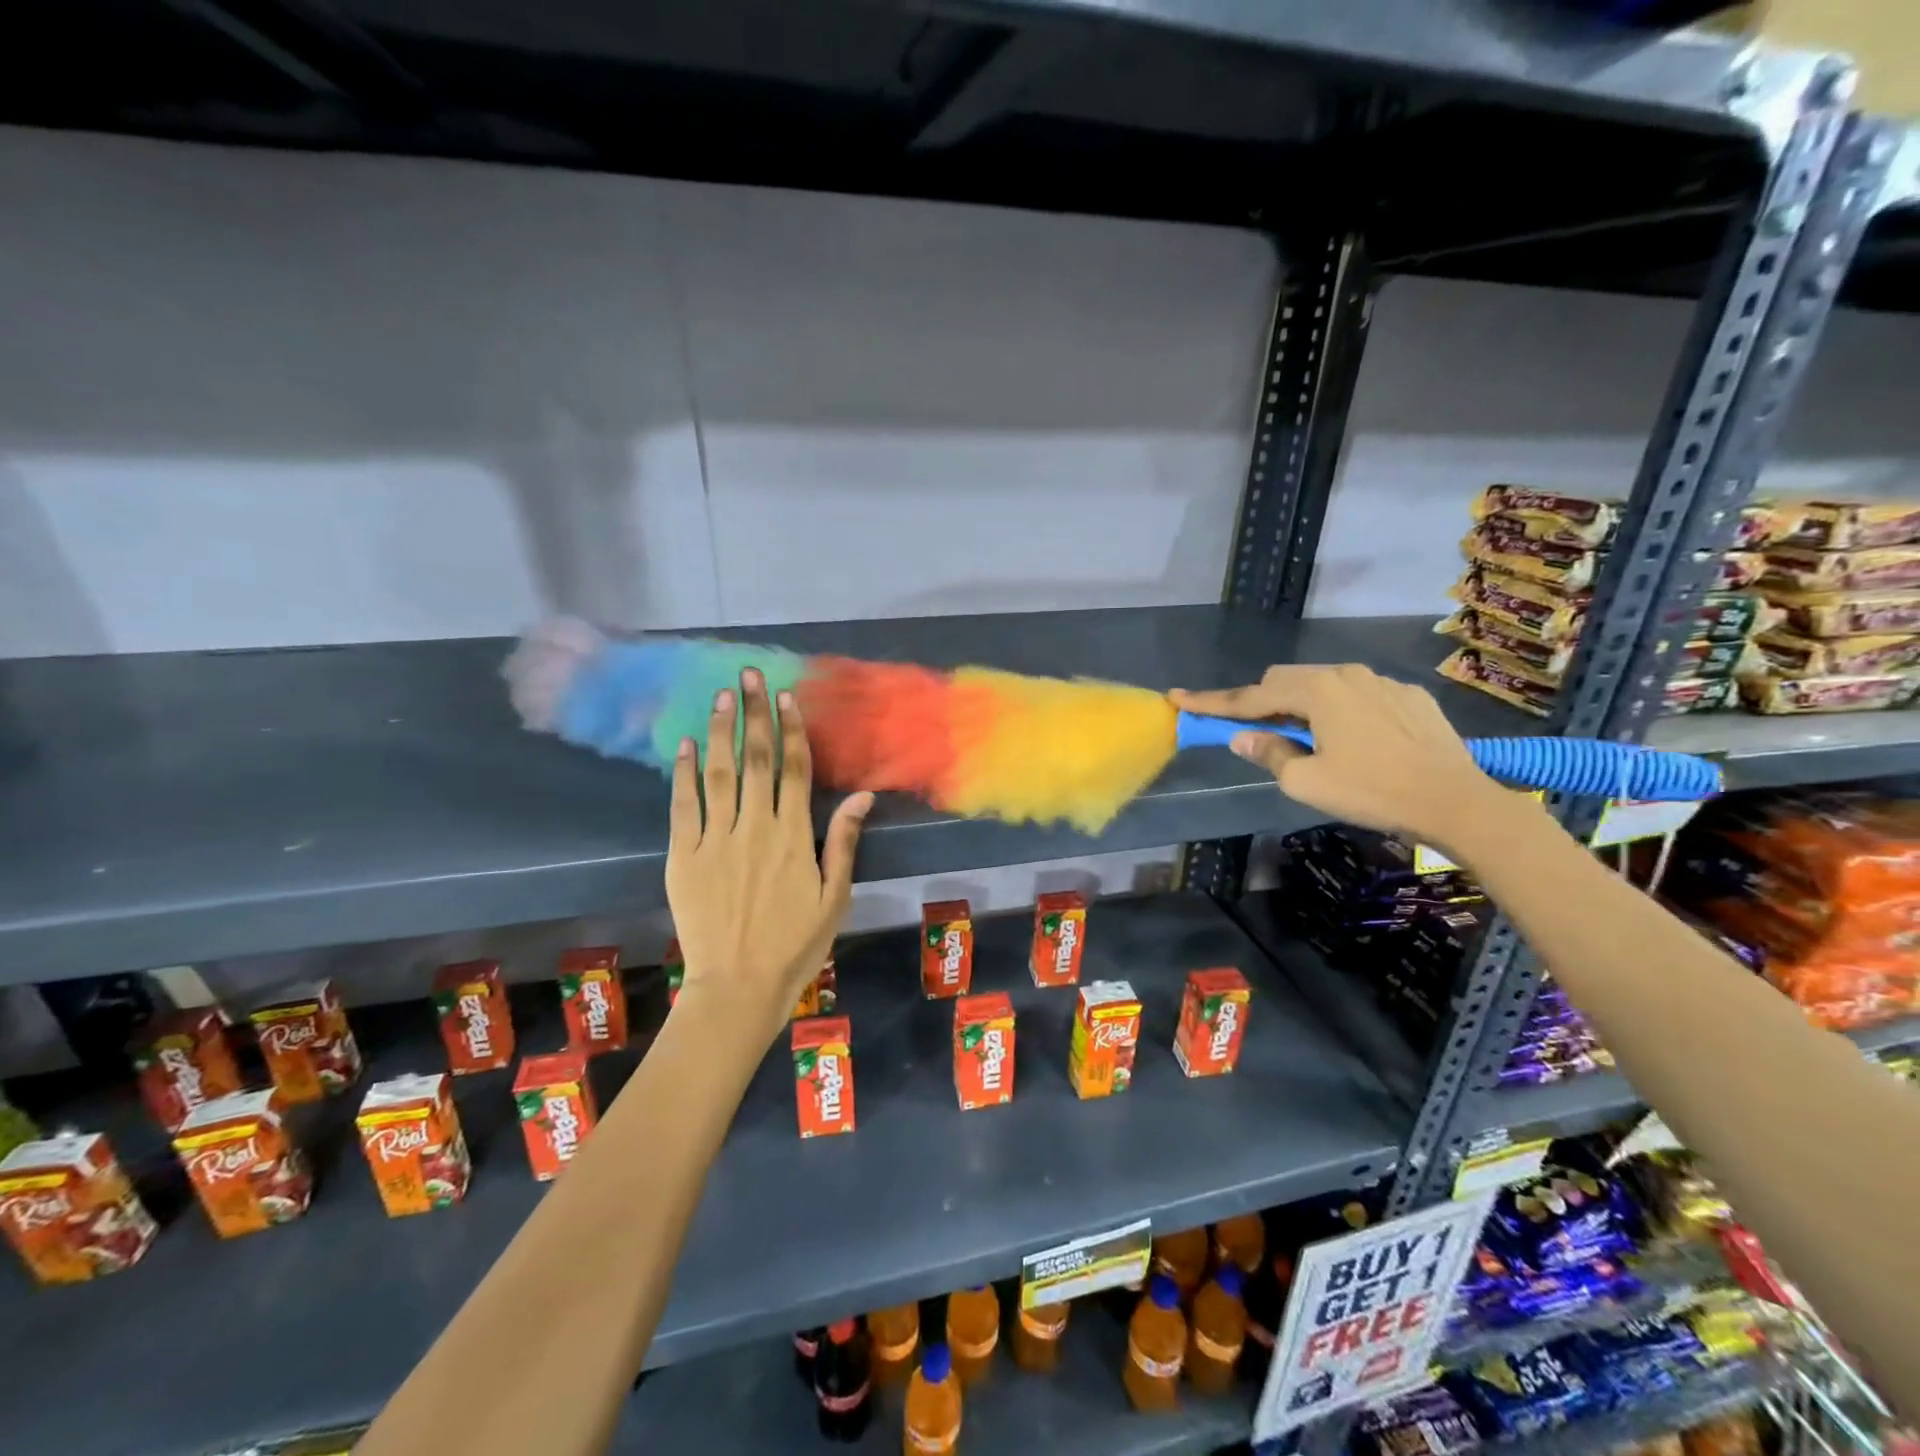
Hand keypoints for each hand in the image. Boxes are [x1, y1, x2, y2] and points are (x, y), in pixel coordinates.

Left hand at [666, 668, 872, 1047]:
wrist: (738, 985)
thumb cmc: (796, 943)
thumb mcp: (835, 896)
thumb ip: (844, 842)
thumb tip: (862, 796)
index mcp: (794, 837)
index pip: (793, 771)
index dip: (789, 730)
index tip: (784, 696)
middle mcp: (755, 828)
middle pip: (756, 761)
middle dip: (753, 714)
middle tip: (747, 674)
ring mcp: (715, 841)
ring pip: (719, 775)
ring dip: (721, 732)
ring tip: (720, 696)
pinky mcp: (683, 857)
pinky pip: (683, 808)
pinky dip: (683, 775)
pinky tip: (685, 745)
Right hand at [1171, 664, 1510, 850]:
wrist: (1457, 801)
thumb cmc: (1372, 792)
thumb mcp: (1307, 782)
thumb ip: (1269, 753)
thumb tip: (1244, 738)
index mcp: (1317, 691)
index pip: (1250, 696)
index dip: (1212, 703)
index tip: (1178, 699)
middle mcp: (1347, 673)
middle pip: (1286, 680)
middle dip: (1263, 702)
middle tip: (1256, 733)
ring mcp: (1382, 681)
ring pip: (1324, 684)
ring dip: (1303, 706)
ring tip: (1310, 742)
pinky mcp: (1410, 696)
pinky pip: (1359, 695)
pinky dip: (1341, 711)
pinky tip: (1356, 742)